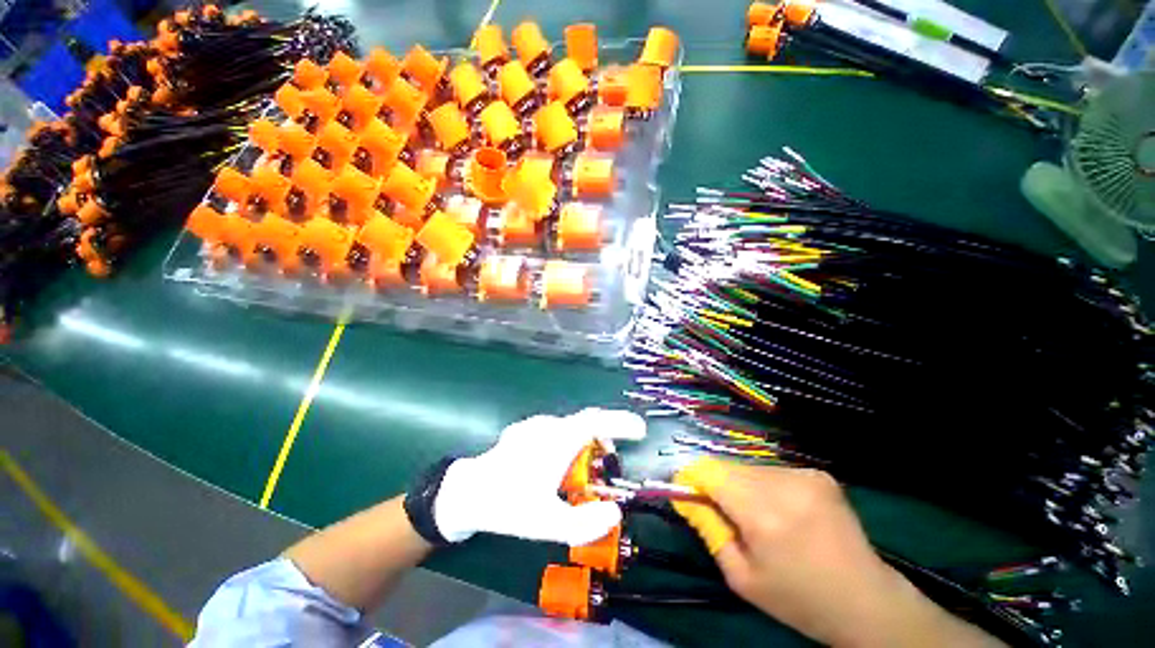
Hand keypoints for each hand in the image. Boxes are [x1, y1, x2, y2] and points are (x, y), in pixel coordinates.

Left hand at [433, 408, 645, 545]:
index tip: (640, 429)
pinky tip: (559, 465)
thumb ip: (584, 521)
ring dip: (585, 441)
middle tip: (611, 461)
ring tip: (586, 469)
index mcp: (558, 439)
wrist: (465, 493)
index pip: (597, 421)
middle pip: (586, 423)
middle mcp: (548, 425)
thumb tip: (615, 511)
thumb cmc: (507, 505)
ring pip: (570, 426)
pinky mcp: (524, 431)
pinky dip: (568, 442)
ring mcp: (534, 426)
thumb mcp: (547, 522)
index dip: (621, 422)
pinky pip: (556, 430)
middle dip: (605, 437)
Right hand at [673, 459, 999, 646]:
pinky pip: (773, 471)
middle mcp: (783, 484)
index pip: (709, 471)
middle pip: (728, 467)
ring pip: (749, 468)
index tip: (686, 491)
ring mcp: (804, 475)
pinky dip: (766, 487)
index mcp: (762, 513)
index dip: (691, 477)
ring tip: (759, 518)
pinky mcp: (818, 474)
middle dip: (718, 486)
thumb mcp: (740, 576)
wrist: (866, 601)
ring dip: (742, 486)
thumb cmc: (798, 598)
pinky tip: (783, 512)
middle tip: (727, 516)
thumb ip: (707, 528)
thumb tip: (683, 494)